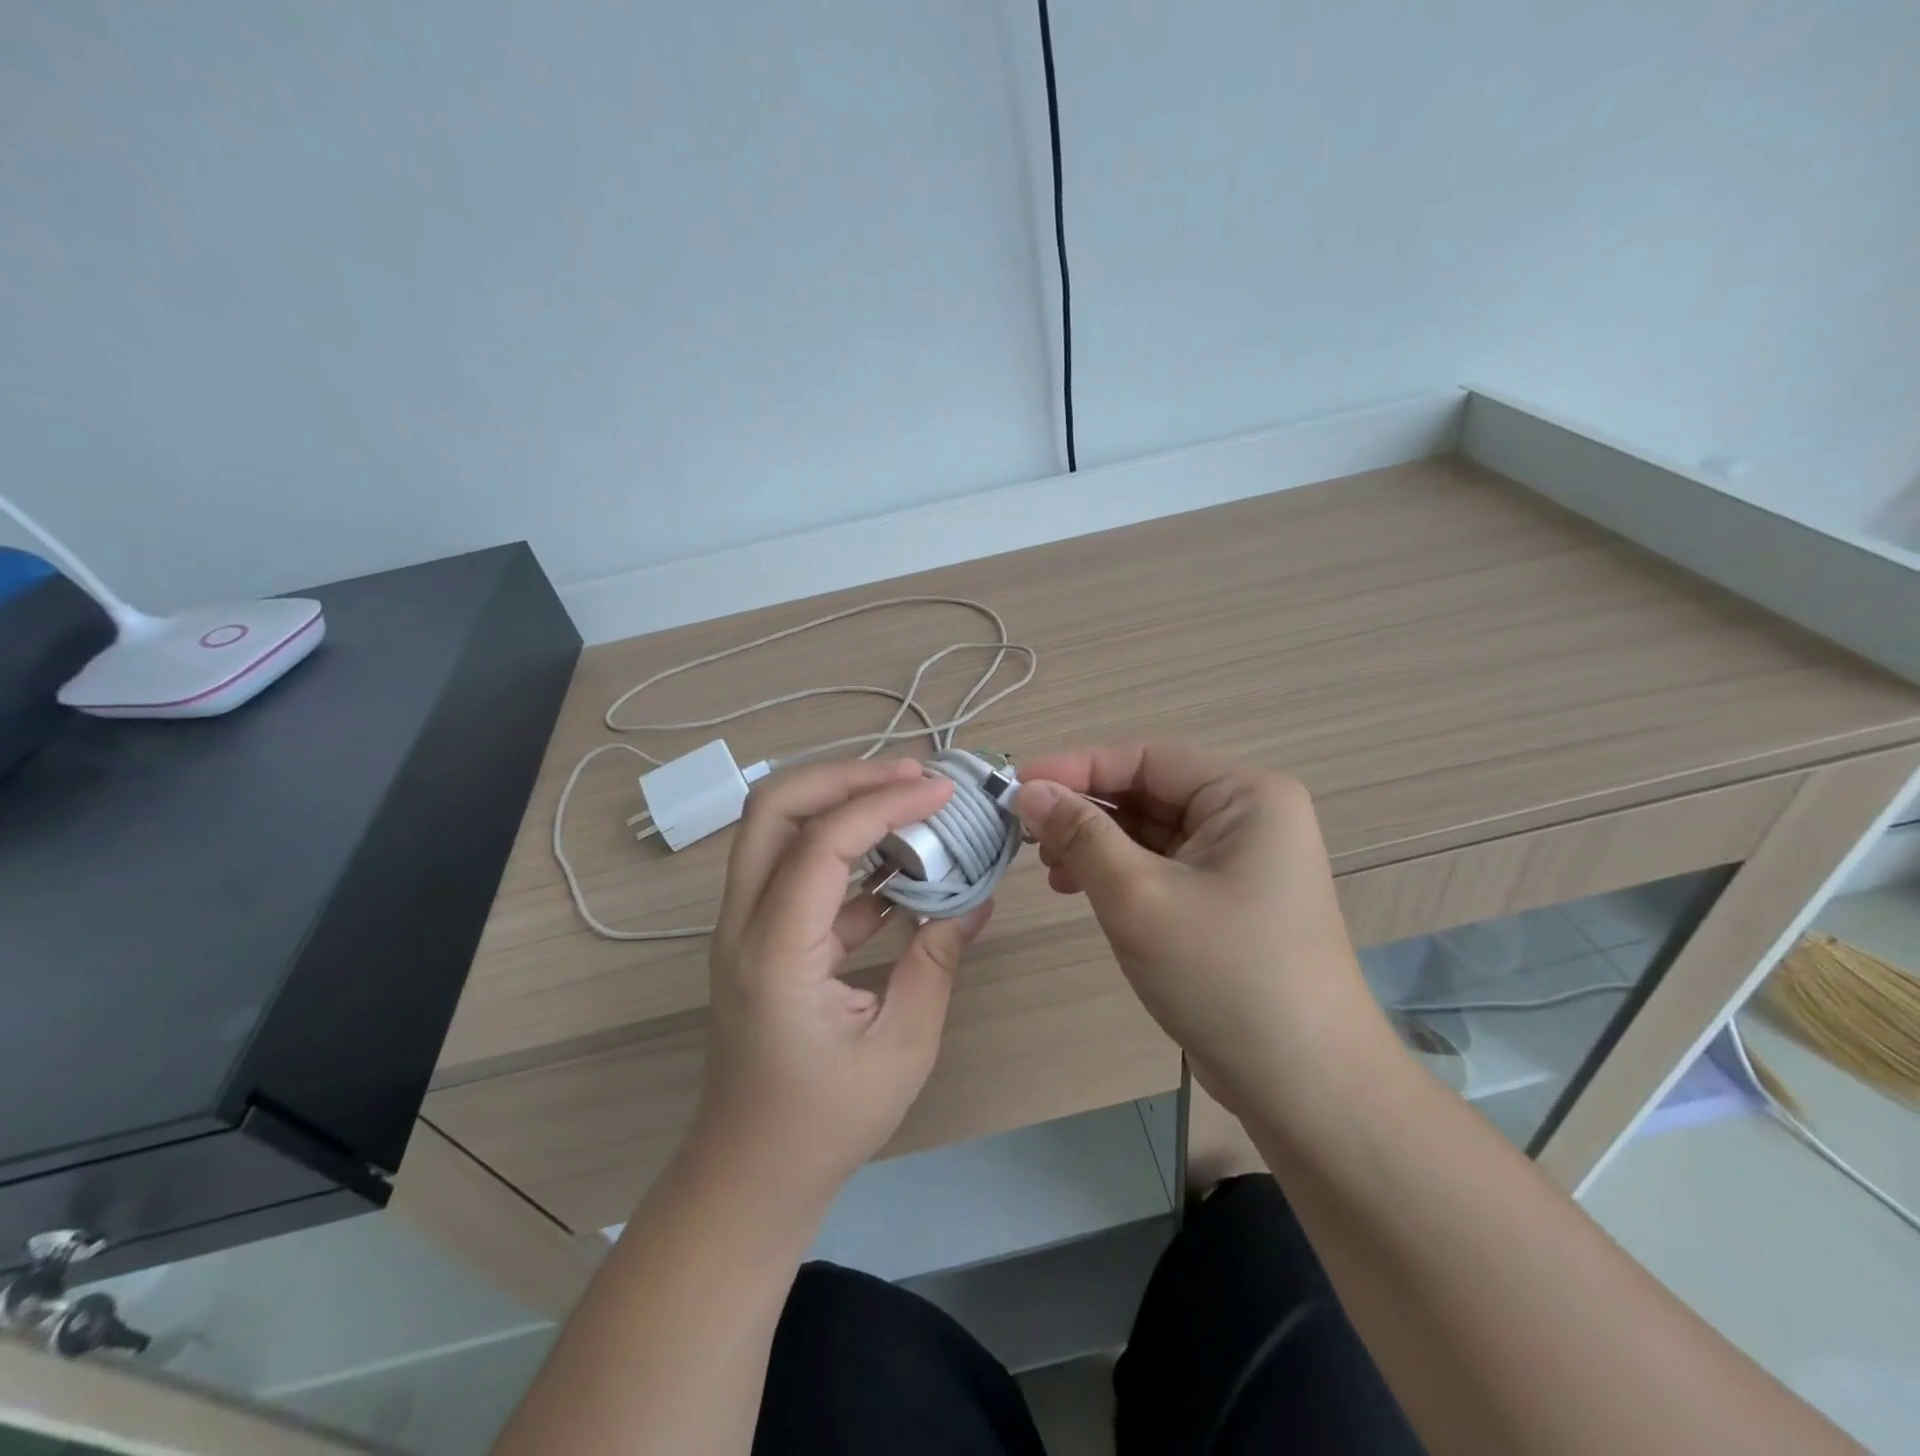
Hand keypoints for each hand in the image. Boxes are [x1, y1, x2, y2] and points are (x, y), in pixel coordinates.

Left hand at [692, 758, 992, 1212]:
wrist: (749, 1175)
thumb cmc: (824, 1123)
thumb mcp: (900, 1047)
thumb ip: (936, 962)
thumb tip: (977, 901)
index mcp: (774, 952)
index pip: (821, 843)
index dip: (883, 804)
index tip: (939, 792)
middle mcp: (743, 923)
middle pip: (772, 807)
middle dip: (843, 776)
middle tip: (911, 776)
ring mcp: (744, 926)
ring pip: (776, 828)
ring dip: (840, 803)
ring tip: (908, 802)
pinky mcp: (760, 936)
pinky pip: (796, 870)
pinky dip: (844, 852)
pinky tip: (897, 866)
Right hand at [1015, 742, 1389, 1113]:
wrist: (1304, 1086)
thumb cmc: (1224, 975)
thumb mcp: (1140, 897)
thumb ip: (1081, 835)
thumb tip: (1028, 790)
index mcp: (1246, 795)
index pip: (1146, 758)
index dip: (1077, 767)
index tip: (1016, 786)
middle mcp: (1248, 815)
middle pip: (1148, 791)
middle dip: (1085, 810)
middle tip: (1026, 834)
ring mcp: (1239, 859)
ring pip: (1150, 830)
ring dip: (1095, 842)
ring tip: (1050, 869)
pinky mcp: (1225, 898)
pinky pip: (1161, 864)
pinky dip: (1117, 871)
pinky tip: (1080, 888)